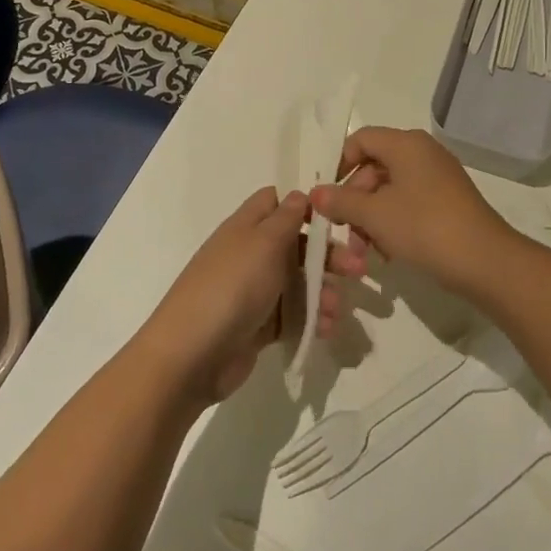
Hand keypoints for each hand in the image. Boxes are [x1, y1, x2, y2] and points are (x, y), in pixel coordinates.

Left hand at [137, 187, 351, 404]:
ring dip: (322, 292)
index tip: (336, 217)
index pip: (275, 202)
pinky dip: (311, 319)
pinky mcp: (257, 325)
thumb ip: (286, 217)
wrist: (192, 355)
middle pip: (295, 245)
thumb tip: (301, 194)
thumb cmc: (232, 286)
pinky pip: (292, 315)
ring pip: (298, 283)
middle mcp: (250, 255)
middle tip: (358, 269)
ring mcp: (253, 291)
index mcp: (246, 227)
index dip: (304, 206)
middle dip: (327, 255)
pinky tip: (326, 329)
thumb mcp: (264, 243)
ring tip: (337, 310)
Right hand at [309, 126, 517, 297]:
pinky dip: (393, 223)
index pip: (361, 139)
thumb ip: (341, 201)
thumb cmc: (424, 227)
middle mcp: (423, 153)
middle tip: (344, 231)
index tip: (327, 196)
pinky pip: (410, 204)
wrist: (485, 261)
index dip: (339, 164)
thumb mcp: (374, 215)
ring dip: (371, 218)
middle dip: (354, 200)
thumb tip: (316, 194)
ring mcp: (438, 178)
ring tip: (364, 252)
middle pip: (374, 166)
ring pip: (390, 190)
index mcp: (406, 144)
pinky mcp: (448, 202)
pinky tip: (387, 253)